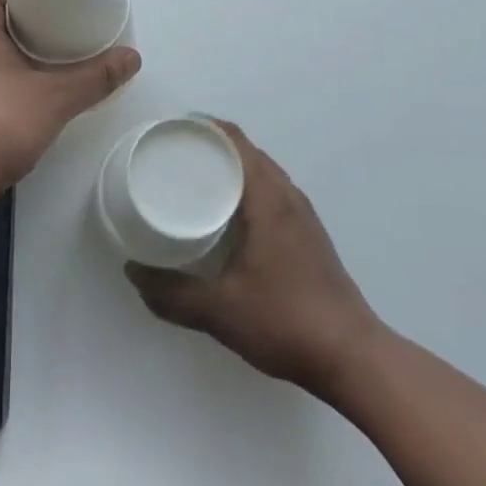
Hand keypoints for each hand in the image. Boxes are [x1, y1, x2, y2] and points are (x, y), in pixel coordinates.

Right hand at [125, 121, 377, 396]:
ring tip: (194, 180)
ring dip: (231, 168)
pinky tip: (227, 216)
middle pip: (248, 152)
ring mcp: (303, 216)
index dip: (204, 128)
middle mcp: (288, 197)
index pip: (236, 141)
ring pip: (262, 173)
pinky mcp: (308, 235)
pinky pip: (272, 192)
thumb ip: (173, 293)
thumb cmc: (286, 321)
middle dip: (211, 146)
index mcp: (269, 199)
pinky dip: (246, 188)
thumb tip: (132, 272)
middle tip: (172, 156)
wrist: (352, 357)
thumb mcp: (220, 310)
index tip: (171, 131)